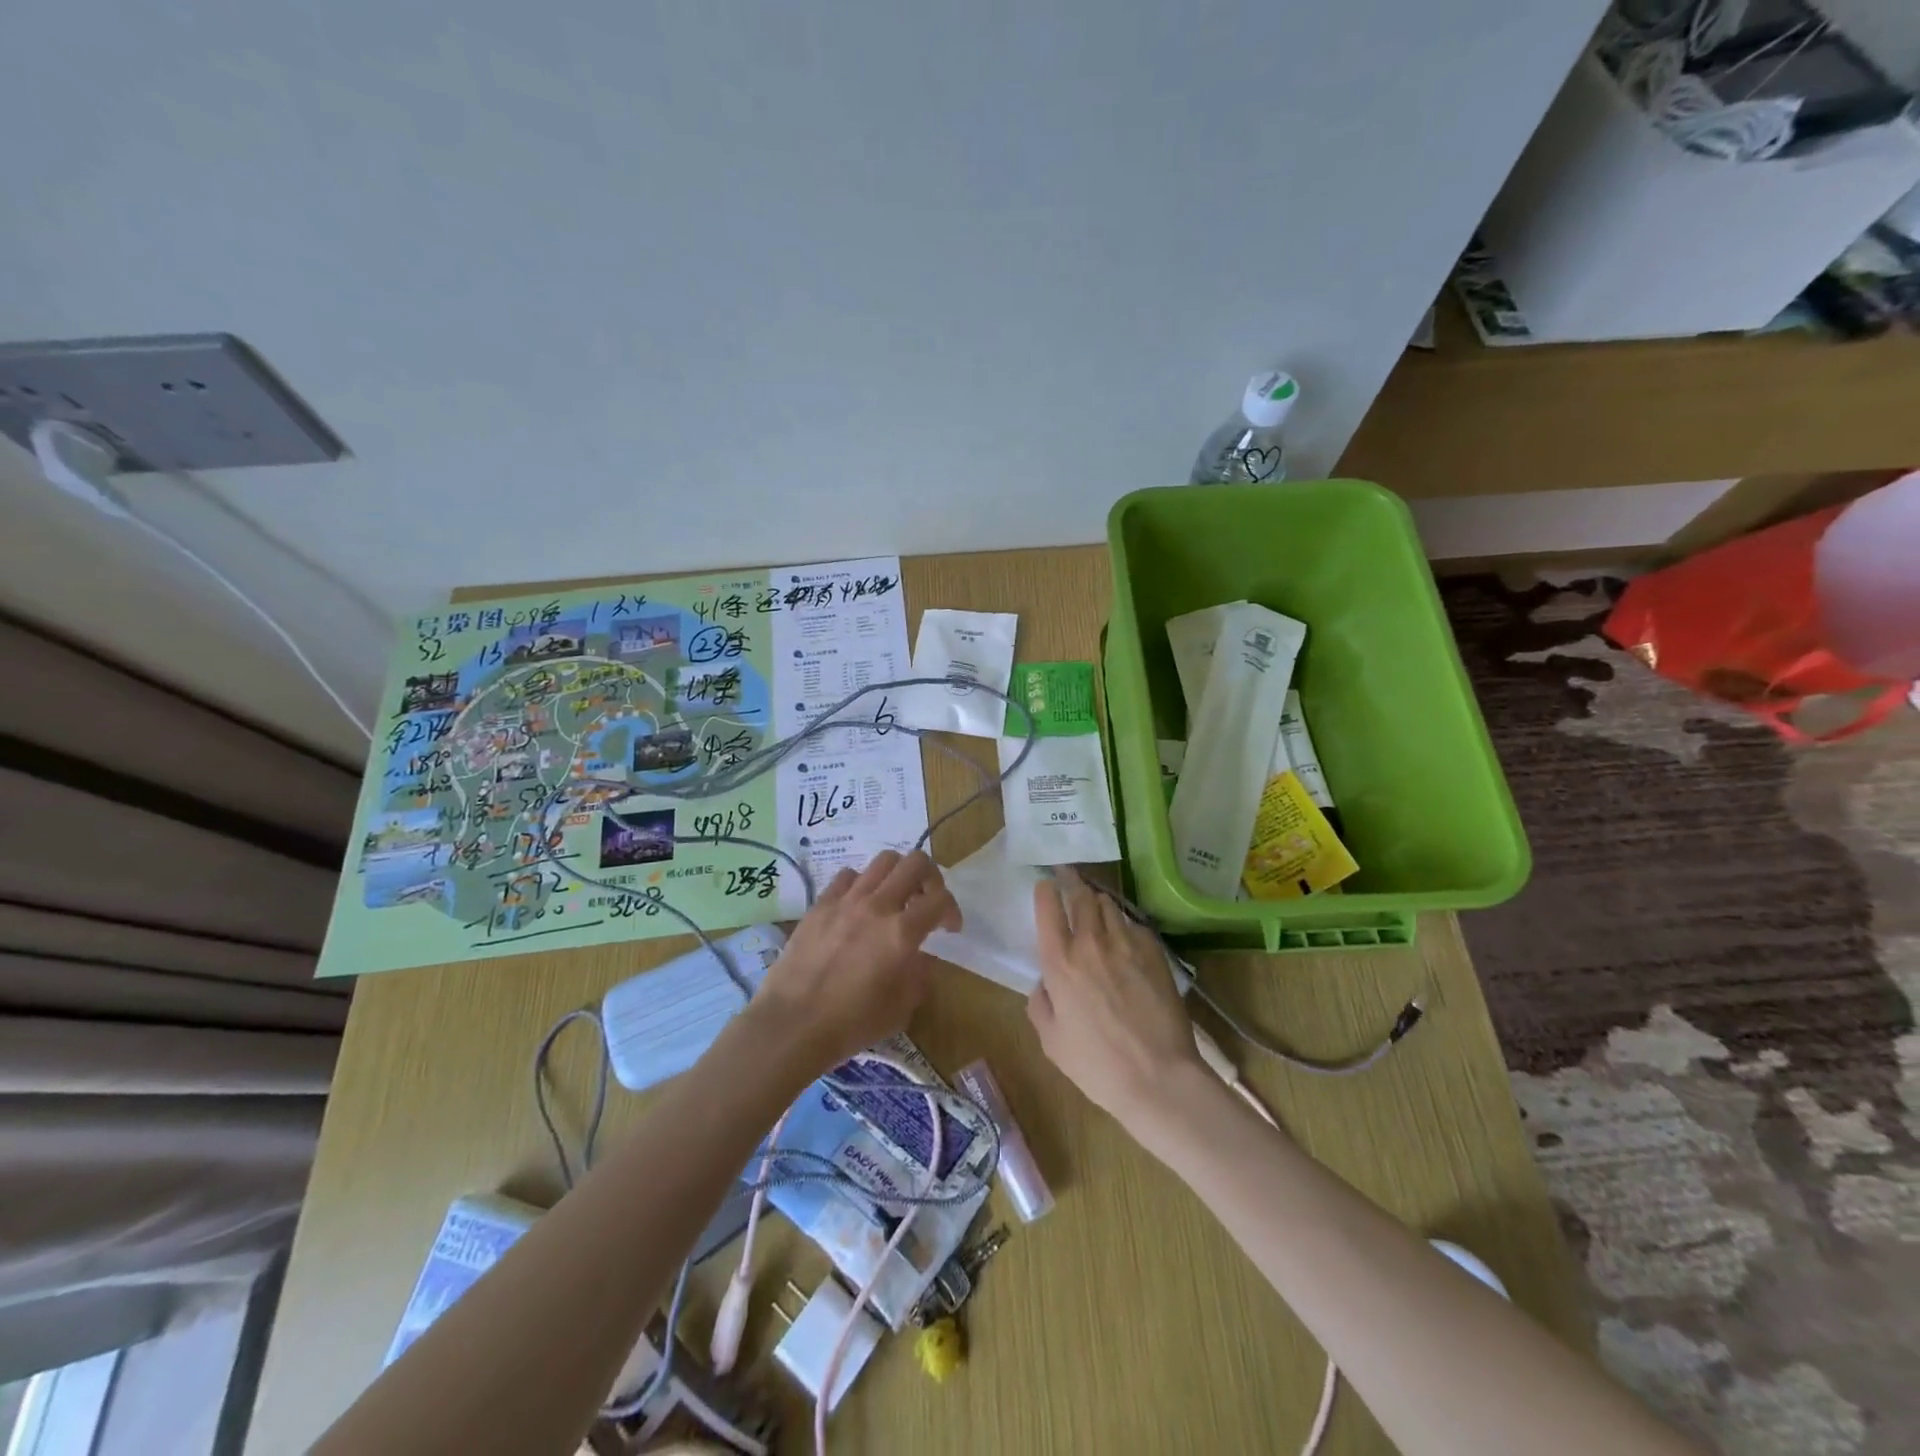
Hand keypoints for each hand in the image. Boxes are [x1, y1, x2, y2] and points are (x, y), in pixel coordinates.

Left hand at [747, 849, 960, 1077]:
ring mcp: (845, 900)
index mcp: (901, 933)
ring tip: (894, 898)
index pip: (940, 899)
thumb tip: (919, 958)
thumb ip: (919, 976)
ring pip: (882, 861)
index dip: (952, 910)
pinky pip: (848, 876)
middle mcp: (877, 906)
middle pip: (915, 862)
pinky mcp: (820, 904)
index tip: (949, 929)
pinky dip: (862, 884)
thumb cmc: (851, 1024)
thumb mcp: (901, 1009)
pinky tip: (858, 905)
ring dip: (897, 875)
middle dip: (931, 877)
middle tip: (927, 900)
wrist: (792, 1024)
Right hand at [1027, 869, 1207, 1131]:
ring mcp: (1126, 943)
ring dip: (1098, 900)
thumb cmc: (1097, 1066)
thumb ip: (1040, 1003)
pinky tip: (1124, 935)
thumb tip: (1045, 982)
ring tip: (1095, 903)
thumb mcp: (1051, 1041)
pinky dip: (1124, 923)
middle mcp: (1091, 943)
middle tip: (1068, 875)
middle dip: (1072, 881)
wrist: (1158, 1077)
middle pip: (1080, 895)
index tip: (1045, 884)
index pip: (1048, 907)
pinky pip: (1134, 924)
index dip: (1045, 890)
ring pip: (1109, 904)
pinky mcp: (1154, 951)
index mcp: (1059, 963)